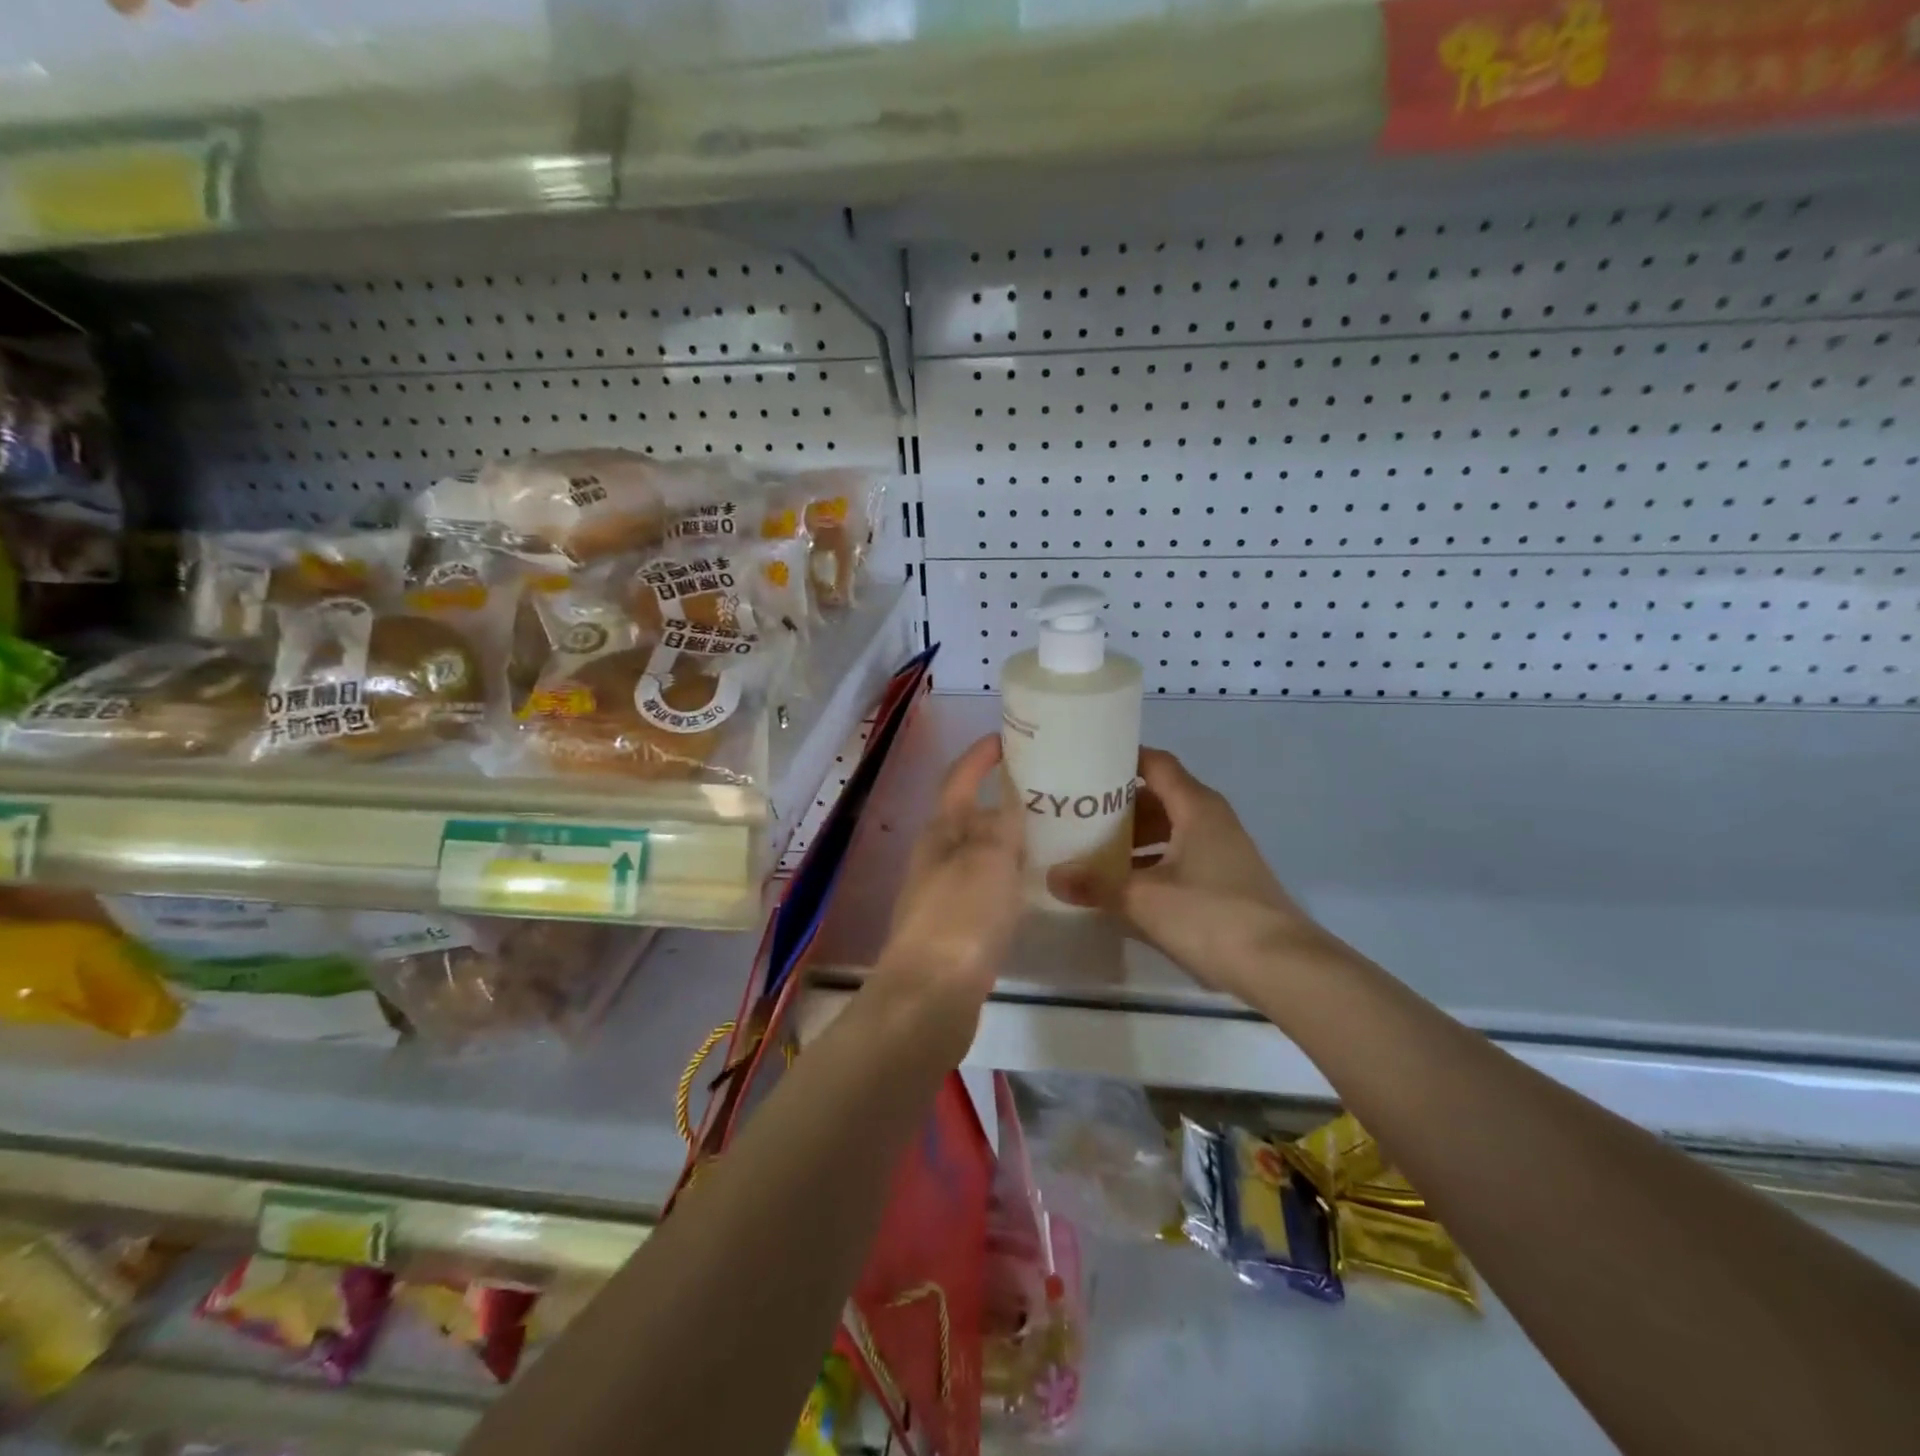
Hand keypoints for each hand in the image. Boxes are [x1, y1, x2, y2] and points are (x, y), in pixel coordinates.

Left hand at [875, 734, 1023, 1013]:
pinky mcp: (953, 927)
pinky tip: (1032, 885)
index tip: (1007, 739)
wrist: (930, 997)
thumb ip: (1001, 827)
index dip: (980, 756)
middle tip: (1045, 792)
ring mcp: (941, 893)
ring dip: (1007, 839)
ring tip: (1049, 833)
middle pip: (968, 815)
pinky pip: (984, 887)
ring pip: (978, 853)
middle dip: (1000, 799)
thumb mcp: (989, 860)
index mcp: (941, 832)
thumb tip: (1007, 807)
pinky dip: (1007, 876)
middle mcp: (936, 856)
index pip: (958, 778)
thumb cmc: (961, 917)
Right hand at [1047, 747, 1333, 994]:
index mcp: (1196, 807)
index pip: (1156, 764)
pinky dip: (1152, 863)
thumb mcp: (1144, 900)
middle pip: (1160, 798)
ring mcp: (1223, 851)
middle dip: (1119, 806)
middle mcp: (1212, 820)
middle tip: (1077, 814)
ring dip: (1134, 838)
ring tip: (1092, 851)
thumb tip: (1052, 877)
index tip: (1085, 765)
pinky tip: (1124, 886)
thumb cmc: (1211, 916)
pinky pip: (1180, 858)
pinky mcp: (1226, 881)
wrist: (1282, 968)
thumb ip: (1096, 885)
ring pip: (1170, 831)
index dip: (1122, 760)